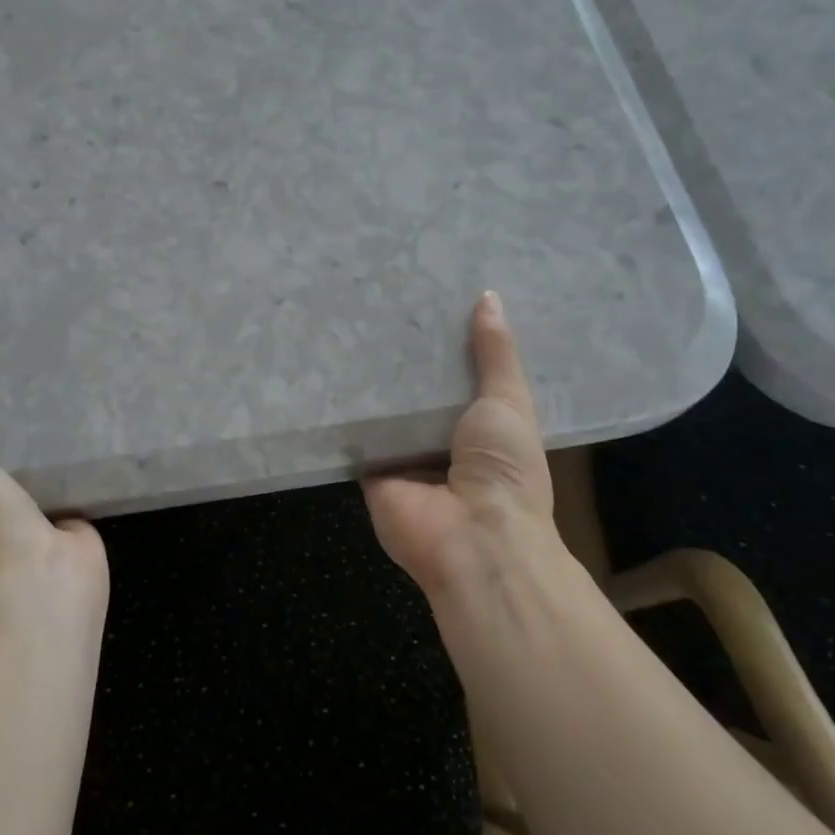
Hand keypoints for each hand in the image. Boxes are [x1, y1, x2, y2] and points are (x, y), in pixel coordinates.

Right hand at [363, 292, 562, 601]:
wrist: (473, 538)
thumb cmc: (504, 468)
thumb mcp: (509, 401)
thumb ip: (495, 353)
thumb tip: (489, 296)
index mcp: (481, 424)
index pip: (458, 374)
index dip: (447, 340)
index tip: (427, 299)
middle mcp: (440, 438)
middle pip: (417, 391)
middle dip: (404, 357)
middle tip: (380, 304)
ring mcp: (404, 456)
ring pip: (385, 410)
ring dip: (372, 379)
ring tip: (349, 323)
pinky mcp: (370, 470)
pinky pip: (356, 434)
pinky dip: (344, 411)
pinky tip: (326, 368)